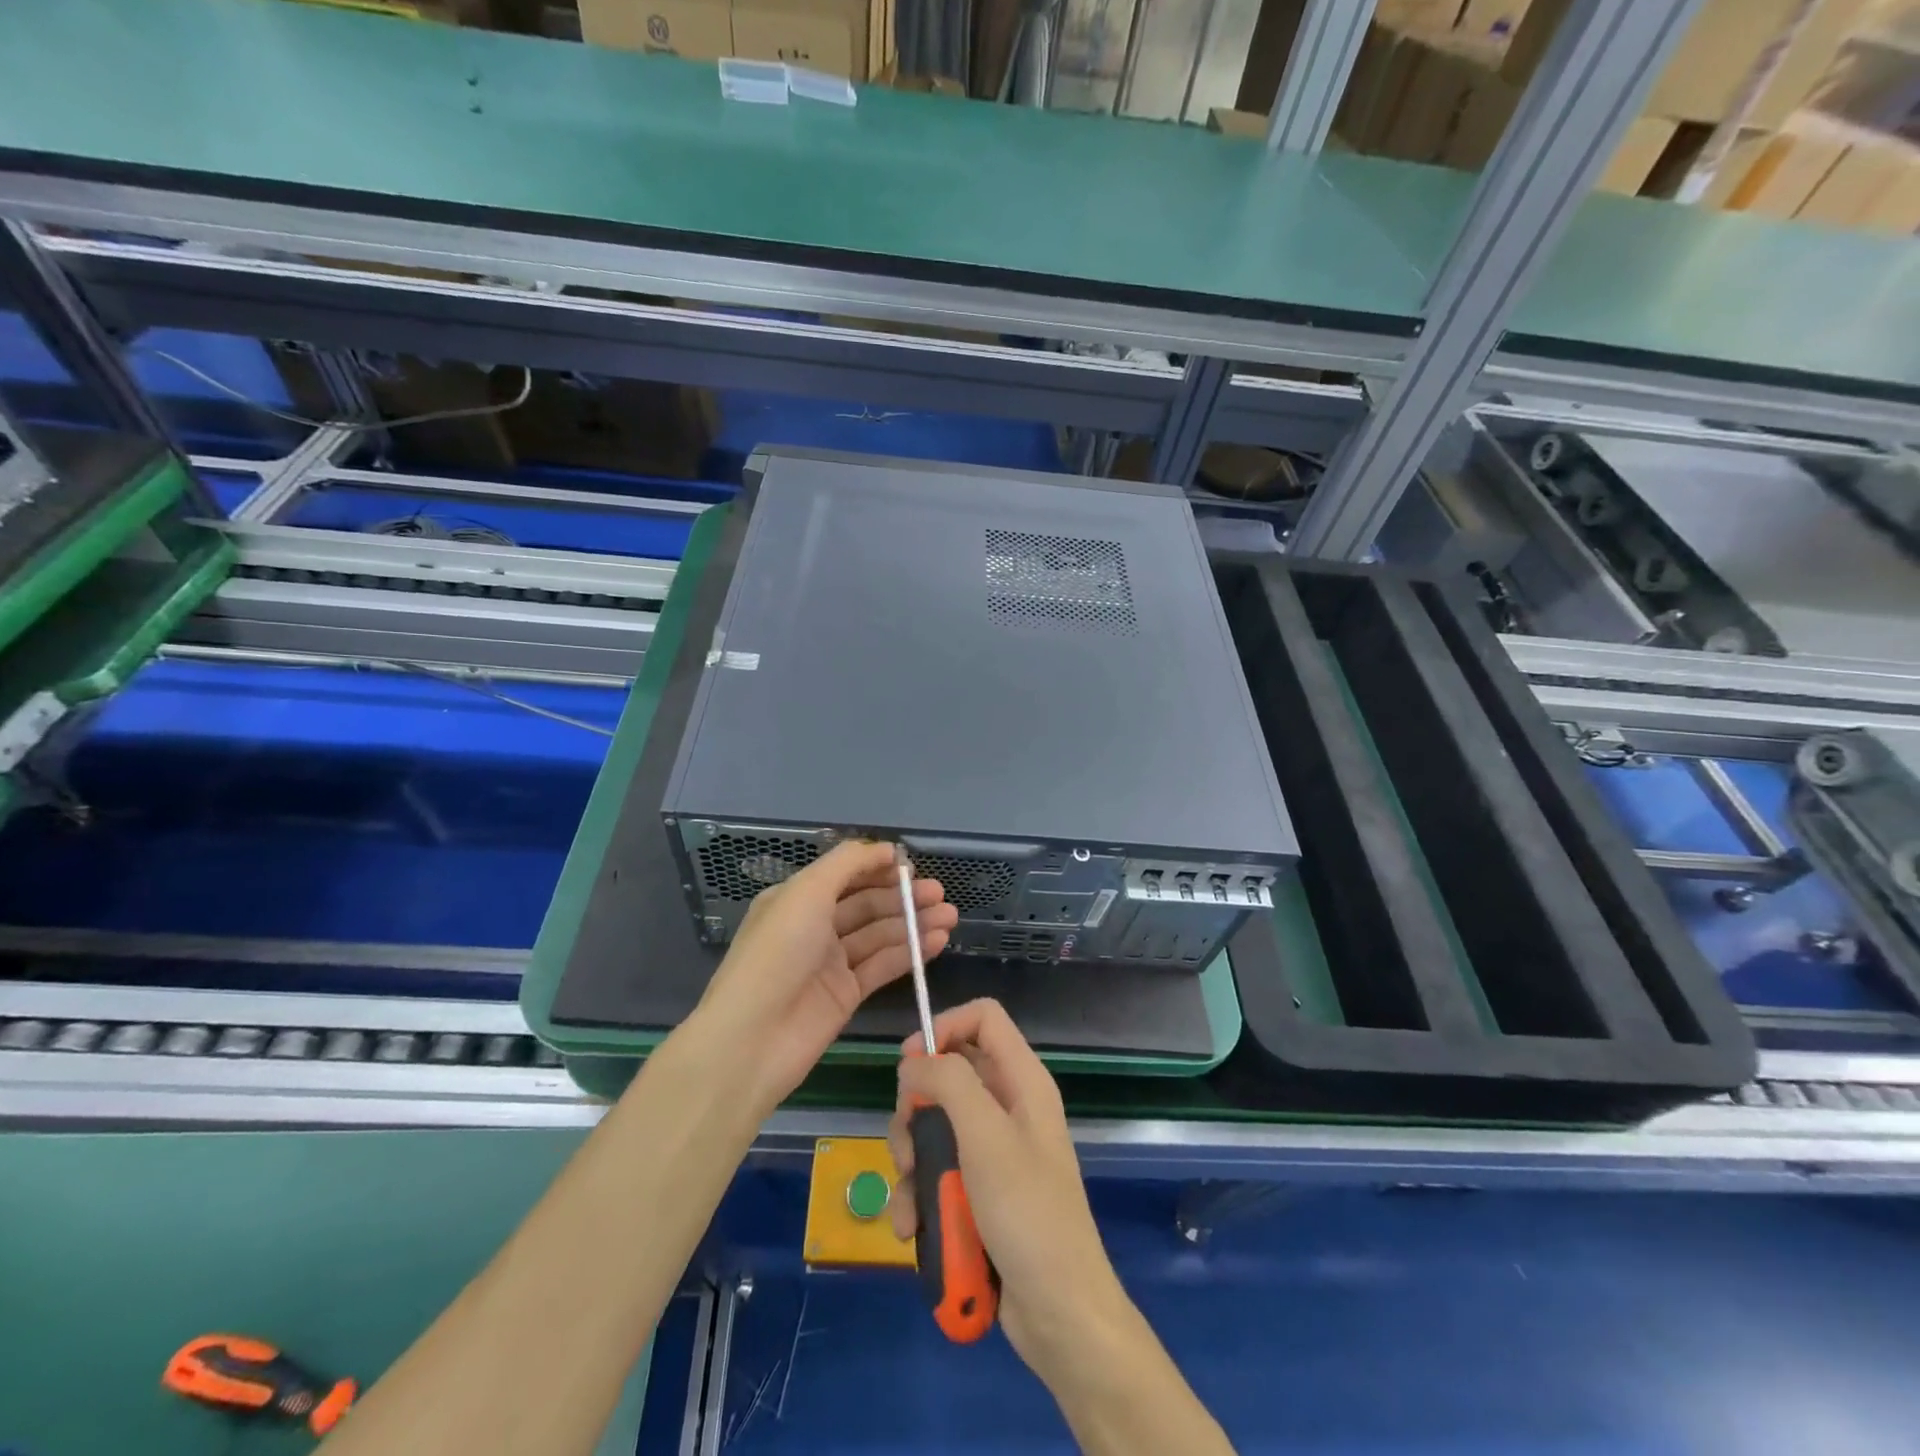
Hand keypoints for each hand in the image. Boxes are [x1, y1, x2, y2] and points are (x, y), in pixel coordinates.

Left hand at [692, 840, 956, 1112]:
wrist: (752, 1038)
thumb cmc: (777, 953)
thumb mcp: (806, 892)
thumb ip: (848, 864)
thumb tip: (886, 849)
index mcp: (797, 898)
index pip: (845, 875)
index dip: (878, 868)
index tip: (913, 866)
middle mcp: (814, 927)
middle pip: (867, 904)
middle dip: (904, 897)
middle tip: (941, 894)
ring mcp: (831, 962)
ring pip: (880, 935)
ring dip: (914, 924)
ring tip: (950, 917)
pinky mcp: (846, 995)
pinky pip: (883, 966)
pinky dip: (910, 953)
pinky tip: (937, 941)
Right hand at [888, 999, 1131, 1390]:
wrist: (1059, 1314)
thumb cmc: (1028, 1213)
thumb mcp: (987, 1138)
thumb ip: (949, 1084)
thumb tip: (912, 1064)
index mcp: (1022, 1080)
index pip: (982, 1018)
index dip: (944, 1027)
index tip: (910, 1065)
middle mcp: (1007, 1106)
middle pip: (948, 1075)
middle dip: (916, 1110)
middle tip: (906, 1145)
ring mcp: (993, 1151)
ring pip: (934, 1128)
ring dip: (911, 1162)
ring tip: (910, 1199)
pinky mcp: (978, 1191)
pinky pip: (937, 1173)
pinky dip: (919, 1196)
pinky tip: (912, 1228)